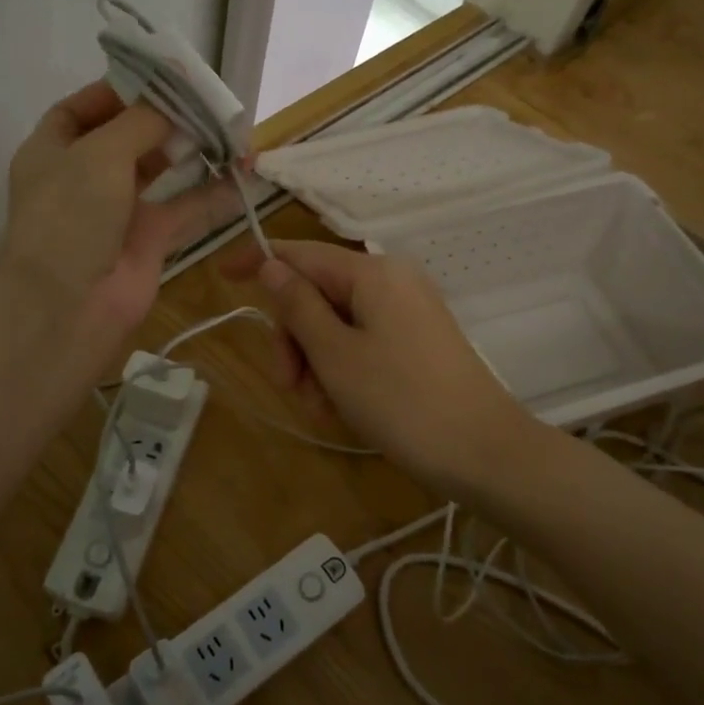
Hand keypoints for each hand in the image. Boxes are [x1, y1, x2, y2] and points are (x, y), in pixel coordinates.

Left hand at [0, 81, 238, 350]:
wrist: (70, 303)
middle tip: (205, 100)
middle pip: (126, 137)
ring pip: (159, 171)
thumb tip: (173, 96)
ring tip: (228, 128)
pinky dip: (213, 193)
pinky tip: (243, 174)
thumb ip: (141, 120)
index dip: (116, 91)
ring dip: (190, 151)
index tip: (159, 78)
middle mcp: (82, 177)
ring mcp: (116, 210)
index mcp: (52, 151)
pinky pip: (185, 208)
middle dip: (163, 118)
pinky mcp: (148, 239)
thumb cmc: (72, 214)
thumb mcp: (100, 152)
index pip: (80, 109)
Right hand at [225, 238, 543, 498]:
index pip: (300, 253)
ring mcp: (406, 311)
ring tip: (321, 406)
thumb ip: (298, 305)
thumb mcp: (335, 354)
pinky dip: (341, 368)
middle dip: (293, 337)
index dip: (257, 261)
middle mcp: (391, 280)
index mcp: (371, 272)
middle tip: (290, 384)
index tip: (220, 275)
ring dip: (315, 361)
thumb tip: (271, 265)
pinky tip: (341, 405)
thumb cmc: (401, 400)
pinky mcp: (415, 340)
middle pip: (316, 293)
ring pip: (335, 323)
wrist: (483, 452)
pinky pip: (361, 341)